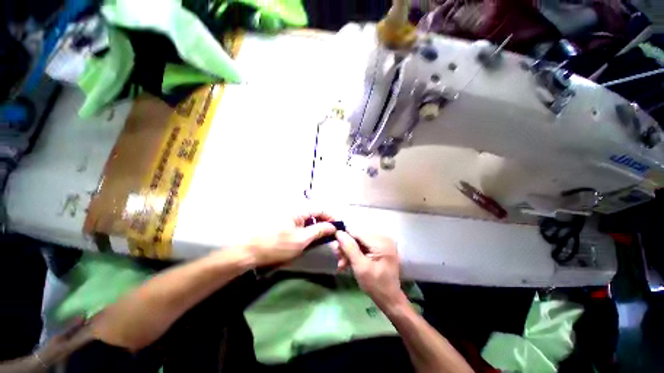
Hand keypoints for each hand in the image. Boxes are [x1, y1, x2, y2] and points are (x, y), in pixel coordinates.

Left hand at [246, 212, 336, 267]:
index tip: (338, 227)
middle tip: (331, 235)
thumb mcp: (301, 239)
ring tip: (321, 239)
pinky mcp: (283, 224)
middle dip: (324, 223)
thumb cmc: (276, 245)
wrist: (248, 251)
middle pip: (315, 214)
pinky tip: (307, 240)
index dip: (331, 217)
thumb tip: (332, 226)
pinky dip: (307, 231)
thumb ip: (319, 231)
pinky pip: (300, 224)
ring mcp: (288, 217)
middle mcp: (294, 210)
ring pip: (308, 220)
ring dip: (316, 228)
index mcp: (299, 210)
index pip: (321, 209)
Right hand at [335, 231, 406, 308]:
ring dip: (349, 252)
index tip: (336, 251)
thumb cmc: (375, 285)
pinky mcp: (381, 247)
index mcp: (381, 241)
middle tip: (340, 262)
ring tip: (342, 264)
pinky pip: (364, 246)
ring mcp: (383, 242)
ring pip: (359, 242)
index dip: (344, 239)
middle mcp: (384, 238)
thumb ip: (349, 248)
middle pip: (358, 237)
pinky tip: (349, 263)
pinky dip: (356, 253)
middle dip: (347, 248)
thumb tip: (338, 232)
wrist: (390, 299)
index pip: (357, 233)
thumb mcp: (360, 267)